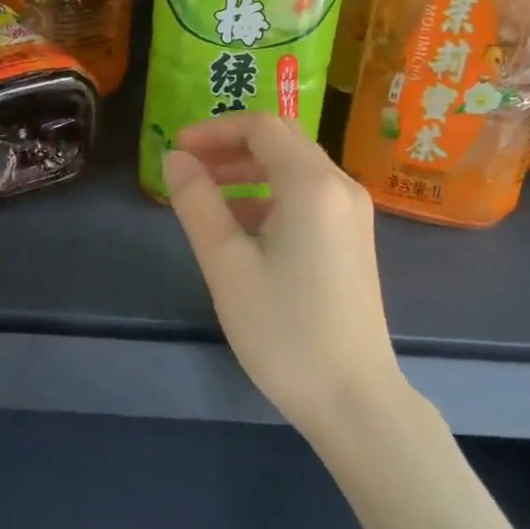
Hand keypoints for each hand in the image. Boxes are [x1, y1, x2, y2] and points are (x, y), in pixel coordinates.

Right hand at [164, 114, 405, 436]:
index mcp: (311, 184)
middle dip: (231, 145)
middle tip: (189, 167)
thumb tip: (174, 158)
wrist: (355, 401)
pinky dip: (272, 193)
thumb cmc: (284, 330)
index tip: (177, 148)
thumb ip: (197, 202)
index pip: (261, 127)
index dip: (215, 129)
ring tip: (207, 195)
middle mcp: (340, 186)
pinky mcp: (354, 238)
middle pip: (282, 139)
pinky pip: (309, 194)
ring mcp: (353, 213)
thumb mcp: (226, 264)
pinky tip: (243, 226)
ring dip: (250, 169)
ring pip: (296, 166)